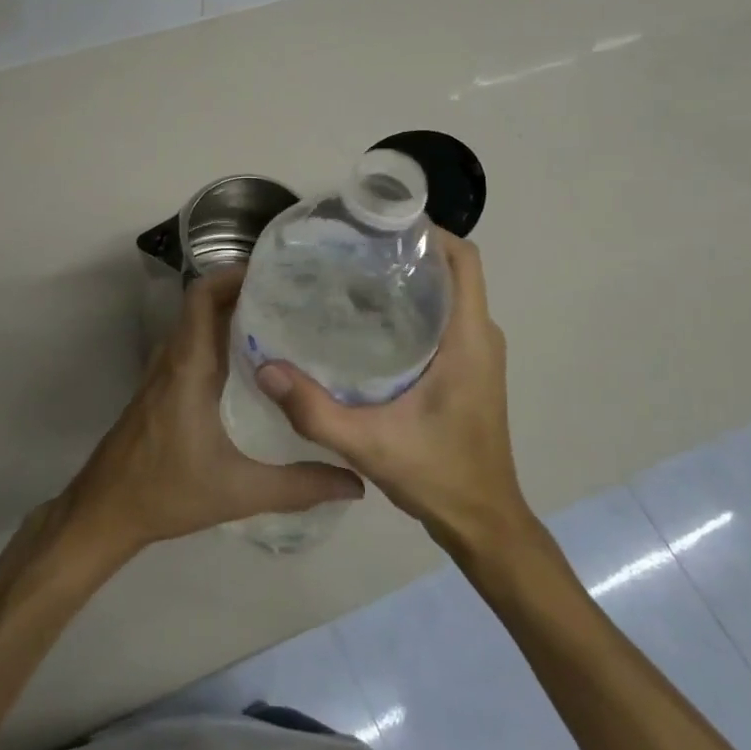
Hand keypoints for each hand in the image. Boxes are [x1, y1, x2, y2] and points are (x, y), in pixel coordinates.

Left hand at [64, 266, 363, 559]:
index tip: (273, 274)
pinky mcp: (161, 390)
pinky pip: (191, 348)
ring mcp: (163, 373)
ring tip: (280, 324)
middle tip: (292, 298)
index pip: (202, 297)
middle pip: (204, 306)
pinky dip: (218, 341)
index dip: (232, 275)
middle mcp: (173, 359)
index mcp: (188, 366)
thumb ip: (298, 486)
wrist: (106, 511)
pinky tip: (251, 367)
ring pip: (197, 327)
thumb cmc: (167, 491)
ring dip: (230, 317)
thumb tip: (355, 484)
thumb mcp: (239, 491)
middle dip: (243, 293)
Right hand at [256, 233, 530, 552]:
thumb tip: (266, 368)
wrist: (484, 526)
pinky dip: (411, 305)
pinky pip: (442, 317)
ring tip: (350, 274)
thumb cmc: (440, 477)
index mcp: (469, 339)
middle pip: (450, 270)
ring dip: (407, 276)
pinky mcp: (467, 368)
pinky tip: (365, 320)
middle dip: (406, 249)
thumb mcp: (370, 445)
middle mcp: (480, 336)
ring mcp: (476, 353)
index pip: (463, 259)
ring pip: (446, 293)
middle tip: (349, 248)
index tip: (378, 224)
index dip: (428, 231)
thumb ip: (315, 410)